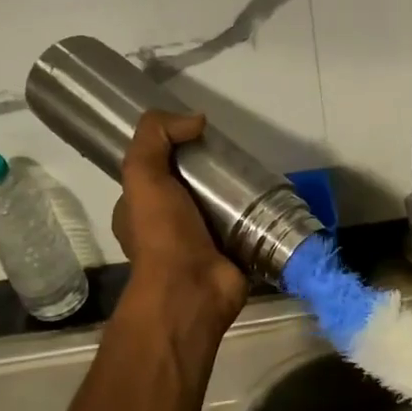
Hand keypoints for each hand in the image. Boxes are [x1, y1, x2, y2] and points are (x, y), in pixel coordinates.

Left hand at [111, 111, 247, 329]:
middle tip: (235, 158)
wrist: (193, 290)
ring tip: (258, 174)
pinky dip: (258, 217)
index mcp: (138, 212)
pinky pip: (245, 229)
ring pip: (220, 208)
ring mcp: (201, 245)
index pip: (155, 173)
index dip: (173, 153)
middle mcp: (167, 229)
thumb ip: (156, 137)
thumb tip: (196, 120)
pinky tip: (272, 200)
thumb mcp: (143, 175)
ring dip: (238, 195)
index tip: (199, 139)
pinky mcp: (231, 256)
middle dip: (211, 174)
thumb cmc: (162, 234)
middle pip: (192, 189)